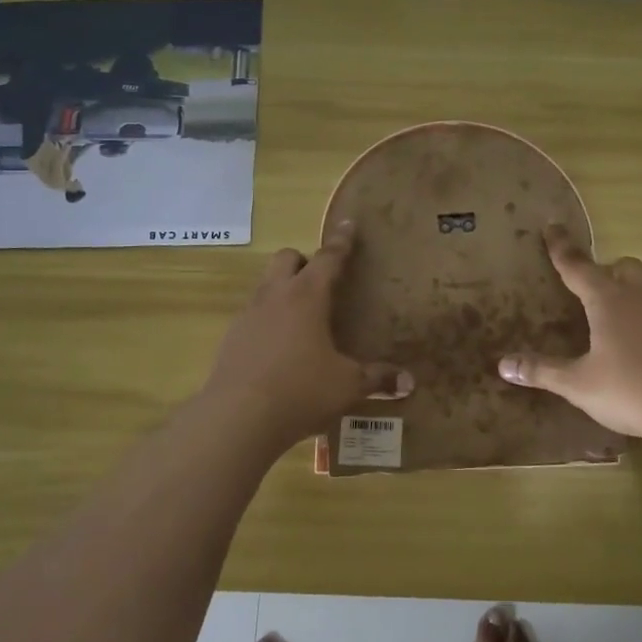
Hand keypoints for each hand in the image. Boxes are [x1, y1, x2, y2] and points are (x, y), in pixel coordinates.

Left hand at [199, 222, 412, 447]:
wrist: (237, 418)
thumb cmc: (300, 390)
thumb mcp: (346, 386)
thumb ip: (377, 379)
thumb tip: (409, 382)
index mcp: (307, 296)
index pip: (328, 258)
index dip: (341, 241)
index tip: (347, 223)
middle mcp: (275, 296)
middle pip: (287, 258)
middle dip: (304, 260)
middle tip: (321, 281)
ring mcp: (248, 315)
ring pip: (265, 284)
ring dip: (283, 289)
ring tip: (301, 317)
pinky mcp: (231, 338)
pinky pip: (252, 315)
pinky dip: (267, 320)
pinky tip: (278, 348)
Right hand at [497, 225, 641, 445]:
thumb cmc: (632, 390)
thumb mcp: (579, 384)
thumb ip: (543, 371)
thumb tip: (503, 365)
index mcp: (608, 300)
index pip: (577, 266)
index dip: (562, 248)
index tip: (552, 227)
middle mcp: (641, 295)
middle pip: (622, 267)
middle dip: (605, 271)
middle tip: (592, 290)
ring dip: (632, 293)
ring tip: (619, 321)